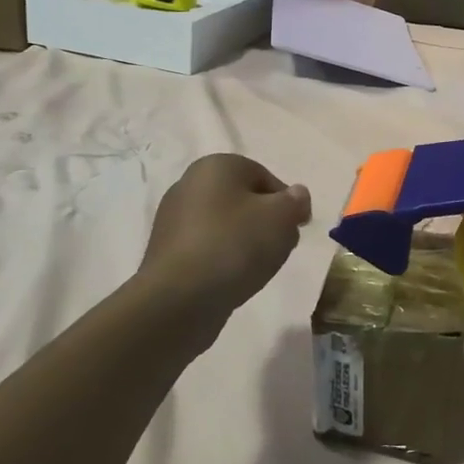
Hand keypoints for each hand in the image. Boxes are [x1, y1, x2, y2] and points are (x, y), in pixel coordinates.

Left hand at [139, 154, 311, 311]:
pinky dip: (224, 259)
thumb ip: (296, 201)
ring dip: (245, 242)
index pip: (265, 177)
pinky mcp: (167, 252)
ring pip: (225, 226)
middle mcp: (189, 184)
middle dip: (266, 222)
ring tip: (257, 267)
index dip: (287, 203)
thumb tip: (296, 195)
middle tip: (280, 247)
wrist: (180, 297)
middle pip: (244, 200)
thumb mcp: (282, 217)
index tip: (296, 228)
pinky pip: (207, 248)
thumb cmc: (236, 244)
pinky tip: (233, 278)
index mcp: (216, 166)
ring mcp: (173, 220)